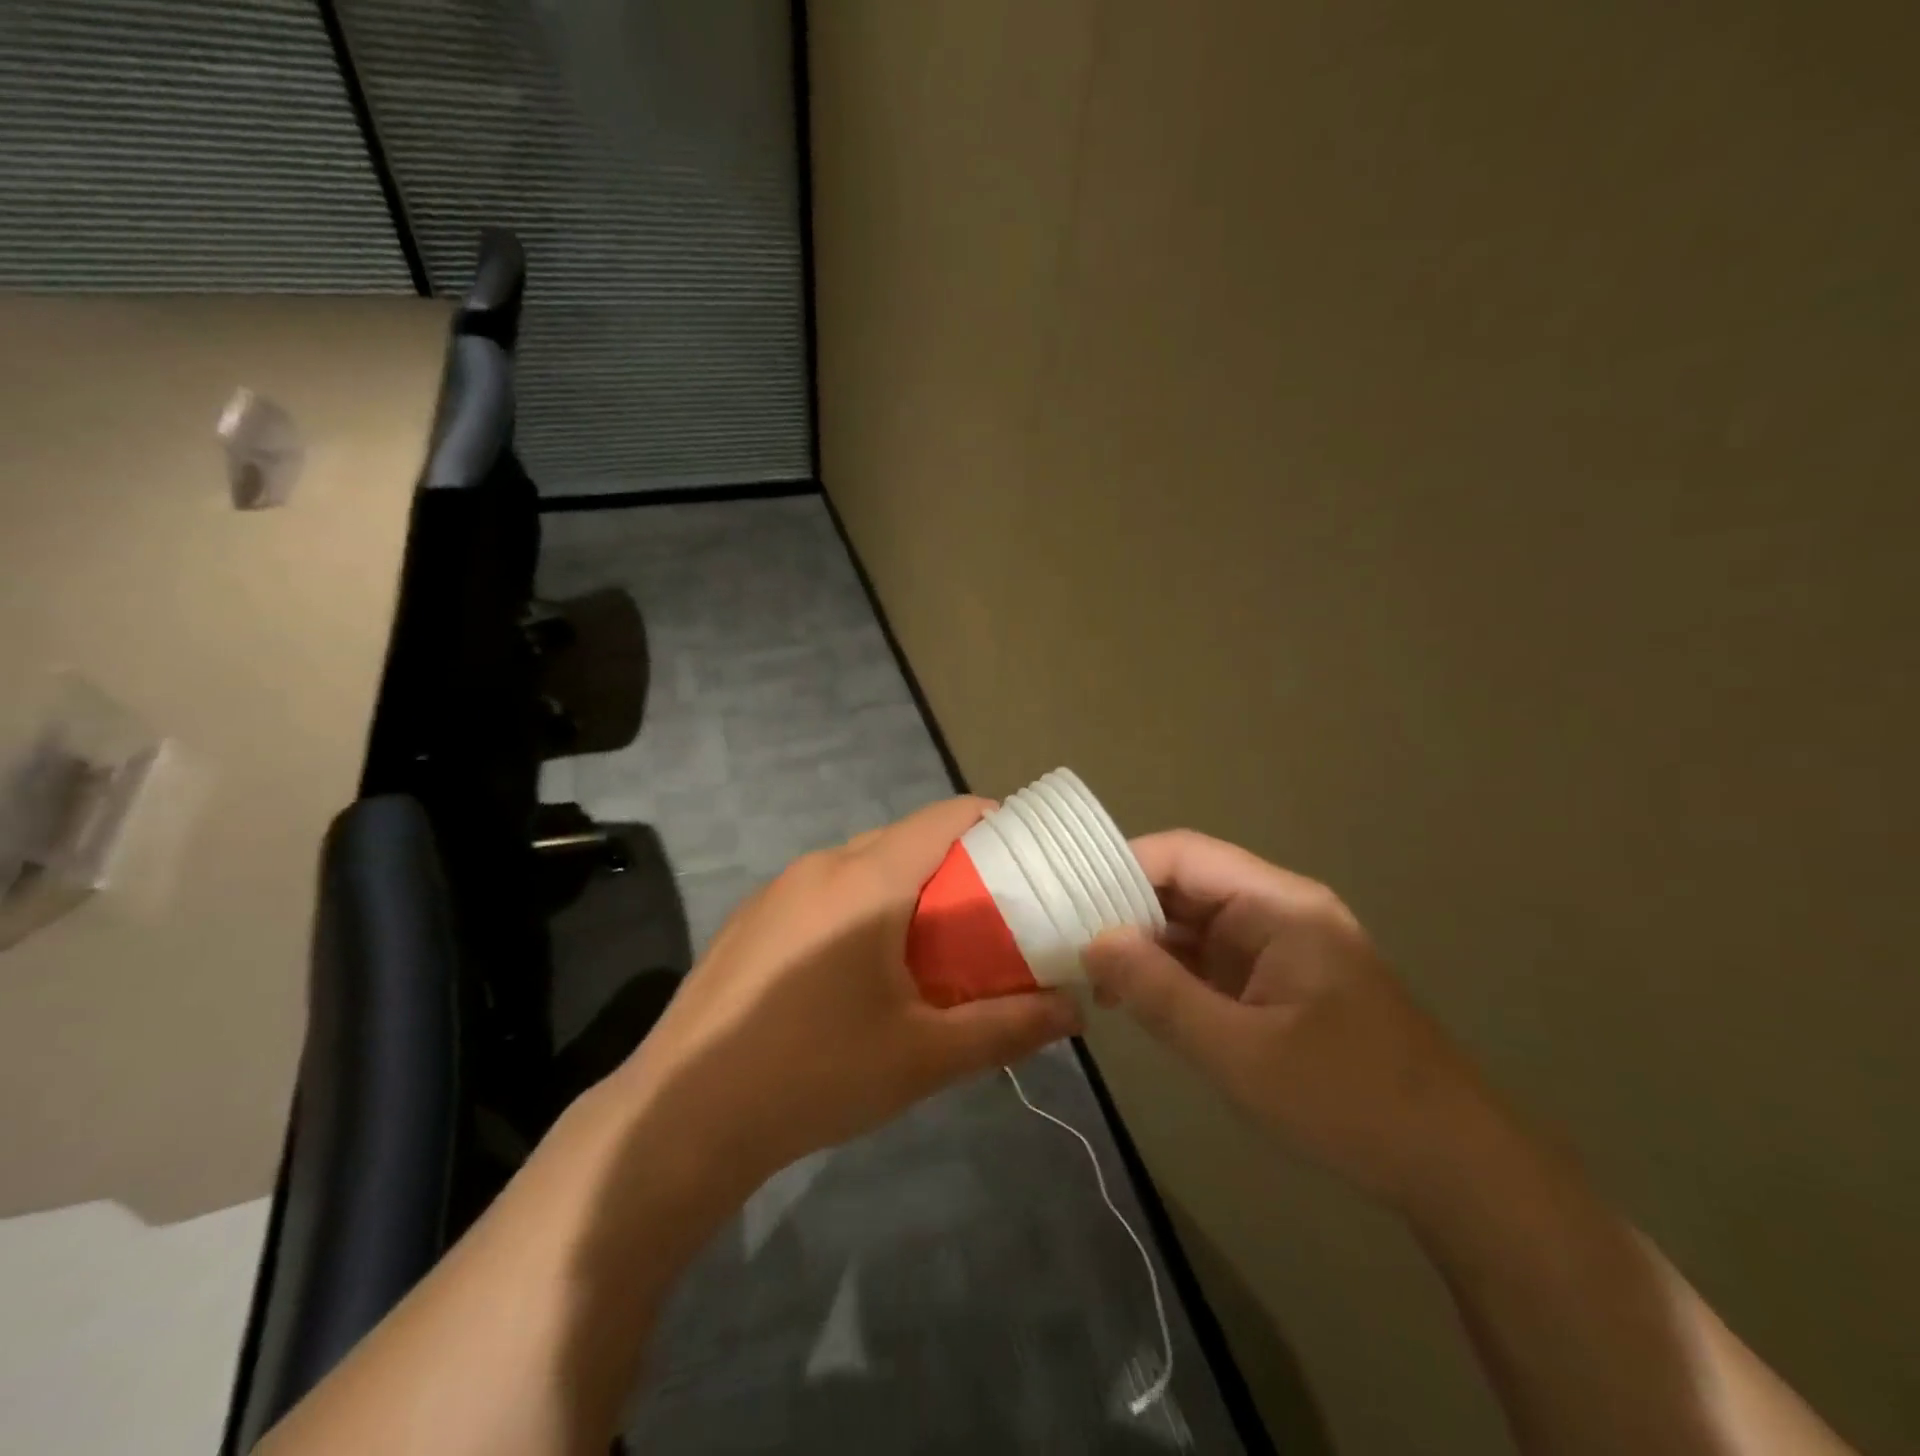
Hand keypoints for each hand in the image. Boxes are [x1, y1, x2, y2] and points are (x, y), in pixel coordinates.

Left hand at [619, 797, 1082, 1181]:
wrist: (683, 1116)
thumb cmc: (817, 1074)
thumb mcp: (925, 1056)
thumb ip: (1007, 1026)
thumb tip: (1072, 1011)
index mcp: (868, 879)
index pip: (947, 816)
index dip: (995, 824)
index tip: (1029, 859)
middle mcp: (823, 864)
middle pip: (907, 838)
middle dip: (956, 866)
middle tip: (990, 917)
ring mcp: (779, 888)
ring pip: (864, 864)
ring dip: (906, 889)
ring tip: (932, 948)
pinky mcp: (753, 918)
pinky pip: (826, 890)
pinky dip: (862, 907)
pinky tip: (860, 971)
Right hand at [1083, 830, 1491, 1209]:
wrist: (1452, 1165)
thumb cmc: (1348, 1099)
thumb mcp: (1239, 1052)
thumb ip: (1160, 993)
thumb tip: (1092, 942)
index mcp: (1277, 904)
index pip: (1183, 855)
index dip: (1120, 866)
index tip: (1066, 898)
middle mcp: (1276, 909)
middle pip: (1184, 882)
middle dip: (1123, 906)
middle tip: (1063, 937)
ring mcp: (1277, 945)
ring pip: (1193, 921)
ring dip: (1142, 941)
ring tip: (1086, 969)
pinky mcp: (1276, 980)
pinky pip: (1209, 956)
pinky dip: (1168, 970)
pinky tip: (1131, 996)